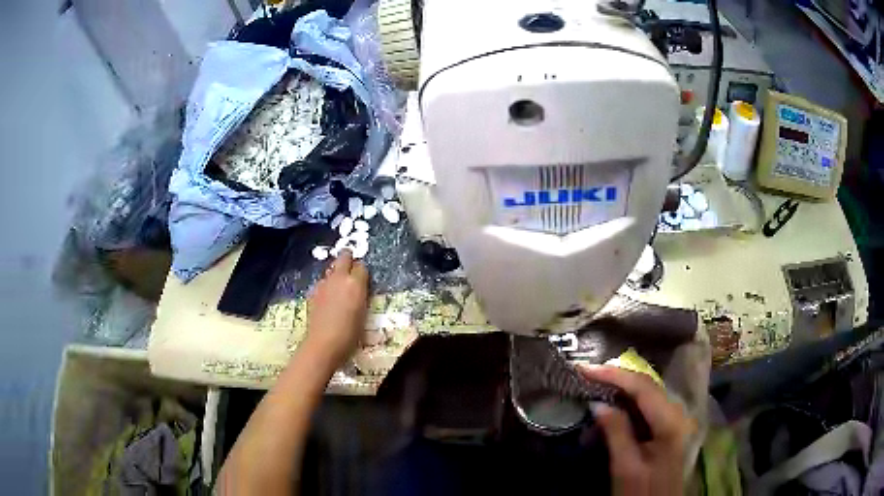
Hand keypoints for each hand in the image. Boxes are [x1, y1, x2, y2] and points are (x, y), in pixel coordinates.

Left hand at [303, 249, 369, 368]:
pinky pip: (322, 282)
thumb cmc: (350, 334)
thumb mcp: (364, 315)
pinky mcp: (313, 293)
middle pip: (344, 257)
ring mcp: (323, 284)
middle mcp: (339, 278)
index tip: (364, 279)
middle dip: (348, 259)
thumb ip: (361, 297)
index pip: (361, 266)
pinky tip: (328, 300)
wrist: (324, 344)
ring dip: (336, 273)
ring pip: (331, 269)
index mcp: (355, 283)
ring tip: (339, 288)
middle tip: (351, 269)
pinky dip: (326, 286)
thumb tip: (359, 290)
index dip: (363, 272)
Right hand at [579, 365, 695, 495]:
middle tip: (587, 373)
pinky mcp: (666, 429)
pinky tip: (611, 404)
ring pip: (646, 394)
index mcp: (669, 421)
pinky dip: (627, 402)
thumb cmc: (642, 491)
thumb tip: (597, 403)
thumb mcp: (626, 467)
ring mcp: (672, 420)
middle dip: (616, 377)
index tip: (584, 369)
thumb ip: (616, 432)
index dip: (613, 375)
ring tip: (594, 383)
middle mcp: (675, 413)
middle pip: (646, 385)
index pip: (641, 387)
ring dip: (621, 387)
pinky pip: (646, 407)